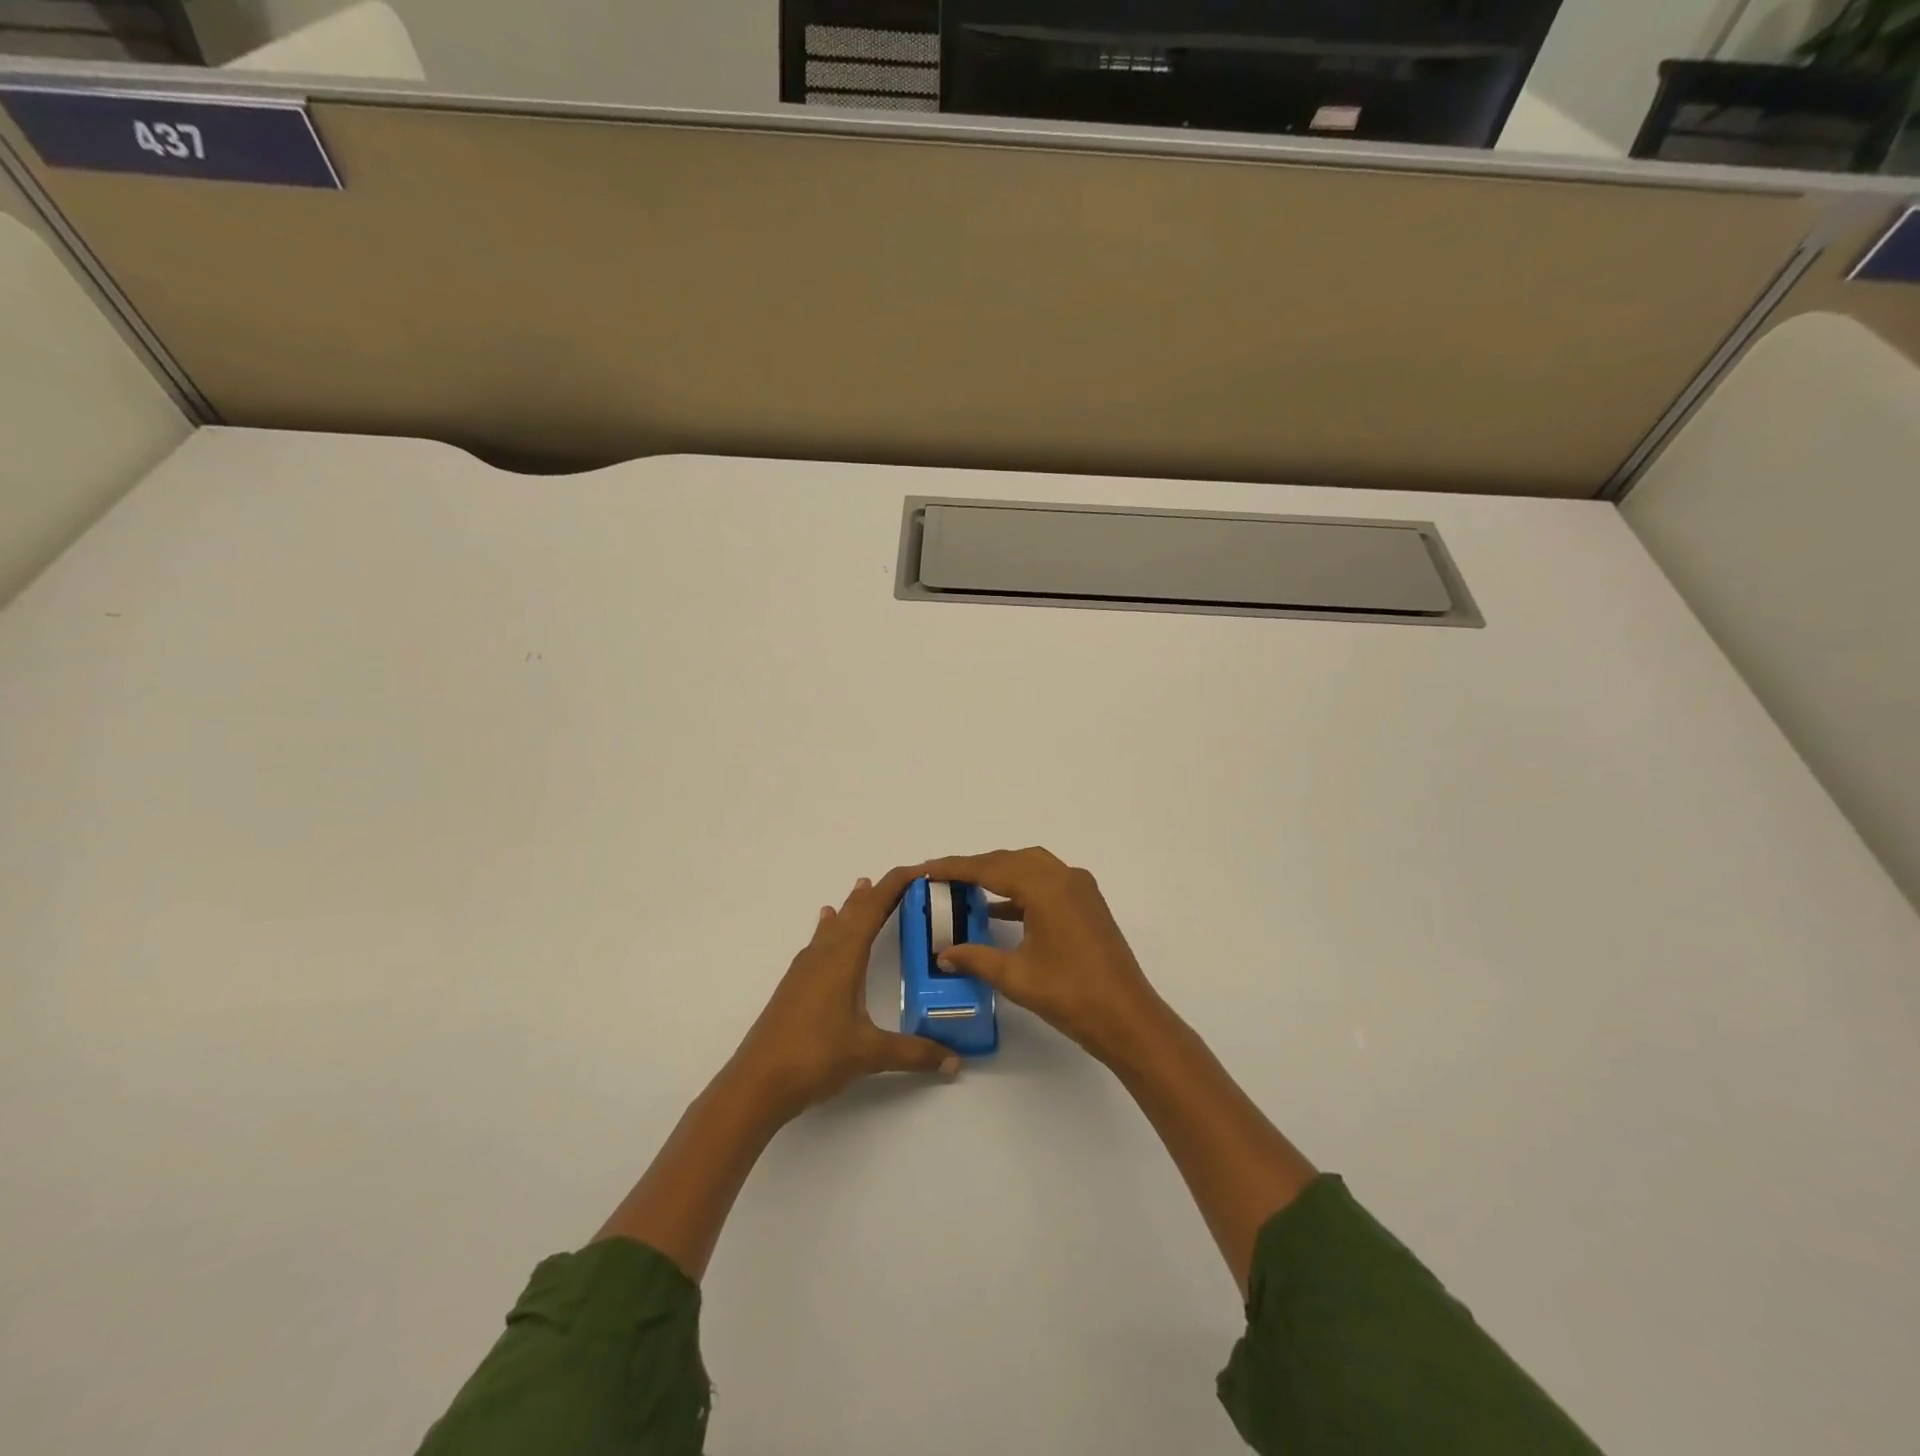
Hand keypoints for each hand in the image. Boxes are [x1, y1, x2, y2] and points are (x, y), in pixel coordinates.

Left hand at [731, 867, 959, 1122]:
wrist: (756, 1083)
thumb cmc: (815, 1057)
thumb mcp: (870, 1054)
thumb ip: (914, 1053)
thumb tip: (954, 1061)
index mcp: (843, 958)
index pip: (873, 909)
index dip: (895, 885)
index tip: (920, 869)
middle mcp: (823, 955)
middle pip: (852, 912)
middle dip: (877, 893)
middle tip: (902, 878)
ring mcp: (804, 970)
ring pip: (832, 925)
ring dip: (851, 907)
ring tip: (861, 888)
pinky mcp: (794, 987)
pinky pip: (818, 943)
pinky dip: (830, 928)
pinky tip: (825, 930)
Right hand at [914, 848, 1164, 1063]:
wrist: (1127, 1017)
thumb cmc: (1070, 995)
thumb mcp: (1015, 976)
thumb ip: (976, 958)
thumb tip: (944, 953)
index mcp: (1045, 887)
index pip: (990, 868)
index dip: (955, 867)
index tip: (926, 867)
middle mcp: (1064, 877)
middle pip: (1010, 860)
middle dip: (975, 868)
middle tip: (942, 879)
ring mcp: (1080, 889)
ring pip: (1030, 868)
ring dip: (999, 875)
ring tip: (965, 890)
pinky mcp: (1087, 904)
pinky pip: (1046, 883)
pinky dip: (1020, 890)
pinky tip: (998, 911)